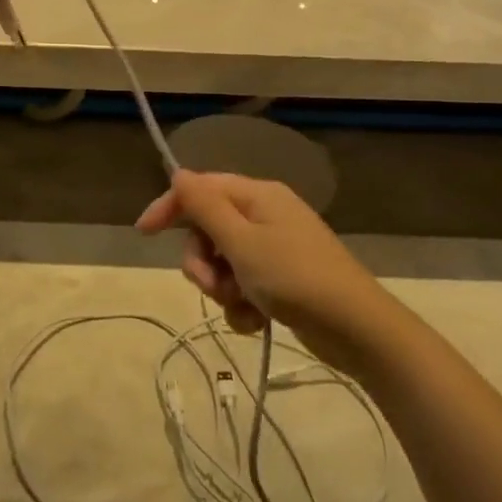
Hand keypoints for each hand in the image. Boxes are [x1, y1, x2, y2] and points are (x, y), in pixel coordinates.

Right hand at [136, 170, 379, 369]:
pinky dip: (242, 304)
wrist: (358, 329)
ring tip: (241, 305)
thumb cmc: (295, 278)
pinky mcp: (282, 279)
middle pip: (208, 229)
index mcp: (257, 196)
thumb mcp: (242, 242)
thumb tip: (178, 172)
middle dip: (202, 260)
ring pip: (223, 261)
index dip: (170, 207)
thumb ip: (205, 206)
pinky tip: (255, 321)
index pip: (200, 189)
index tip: (144, 233)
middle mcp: (264, 215)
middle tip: (213, 285)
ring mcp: (274, 248)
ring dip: (221, 287)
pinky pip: (243, 284)